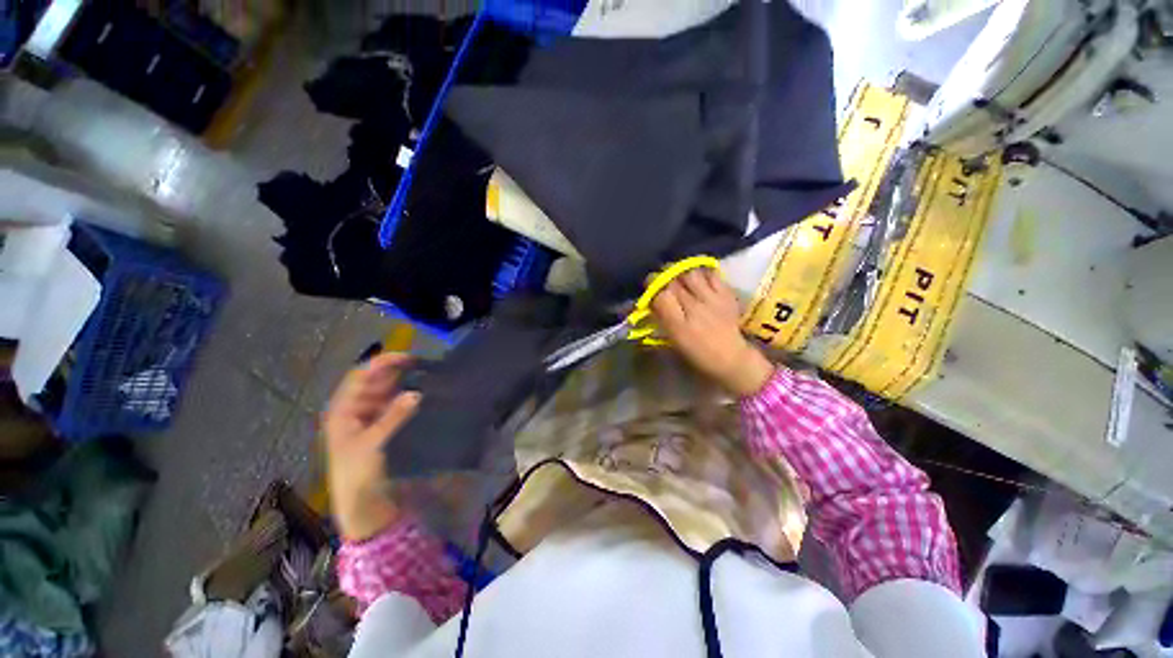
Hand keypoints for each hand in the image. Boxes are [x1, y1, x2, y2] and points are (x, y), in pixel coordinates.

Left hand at [323, 353, 421, 541]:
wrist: (363, 508)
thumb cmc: (357, 476)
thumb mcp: (373, 445)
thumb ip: (393, 417)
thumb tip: (416, 393)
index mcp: (343, 411)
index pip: (361, 376)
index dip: (383, 363)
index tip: (410, 358)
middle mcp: (354, 411)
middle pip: (375, 382)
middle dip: (397, 371)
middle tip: (425, 365)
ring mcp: (369, 420)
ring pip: (387, 393)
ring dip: (404, 383)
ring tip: (427, 376)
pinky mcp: (383, 429)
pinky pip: (395, 407)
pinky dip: (408, 399)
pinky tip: (423, 395)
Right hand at [650, 268, 774, 396]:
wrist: (732, 358)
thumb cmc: (697, 354)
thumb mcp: (673, 340)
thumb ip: (661, 319)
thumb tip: (650, 301)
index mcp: (679, 326)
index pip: (661, 296)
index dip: (652, 288)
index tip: (649, 288)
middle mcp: (695, 309)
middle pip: (673, 281)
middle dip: (663, 277)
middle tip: (661, 281)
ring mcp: (713, 300)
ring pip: (691, 273)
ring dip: (681, 272)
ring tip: (679, 276)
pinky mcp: (727, 294)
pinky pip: (711, 274)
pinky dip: (702, 273)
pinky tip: (698, 279)